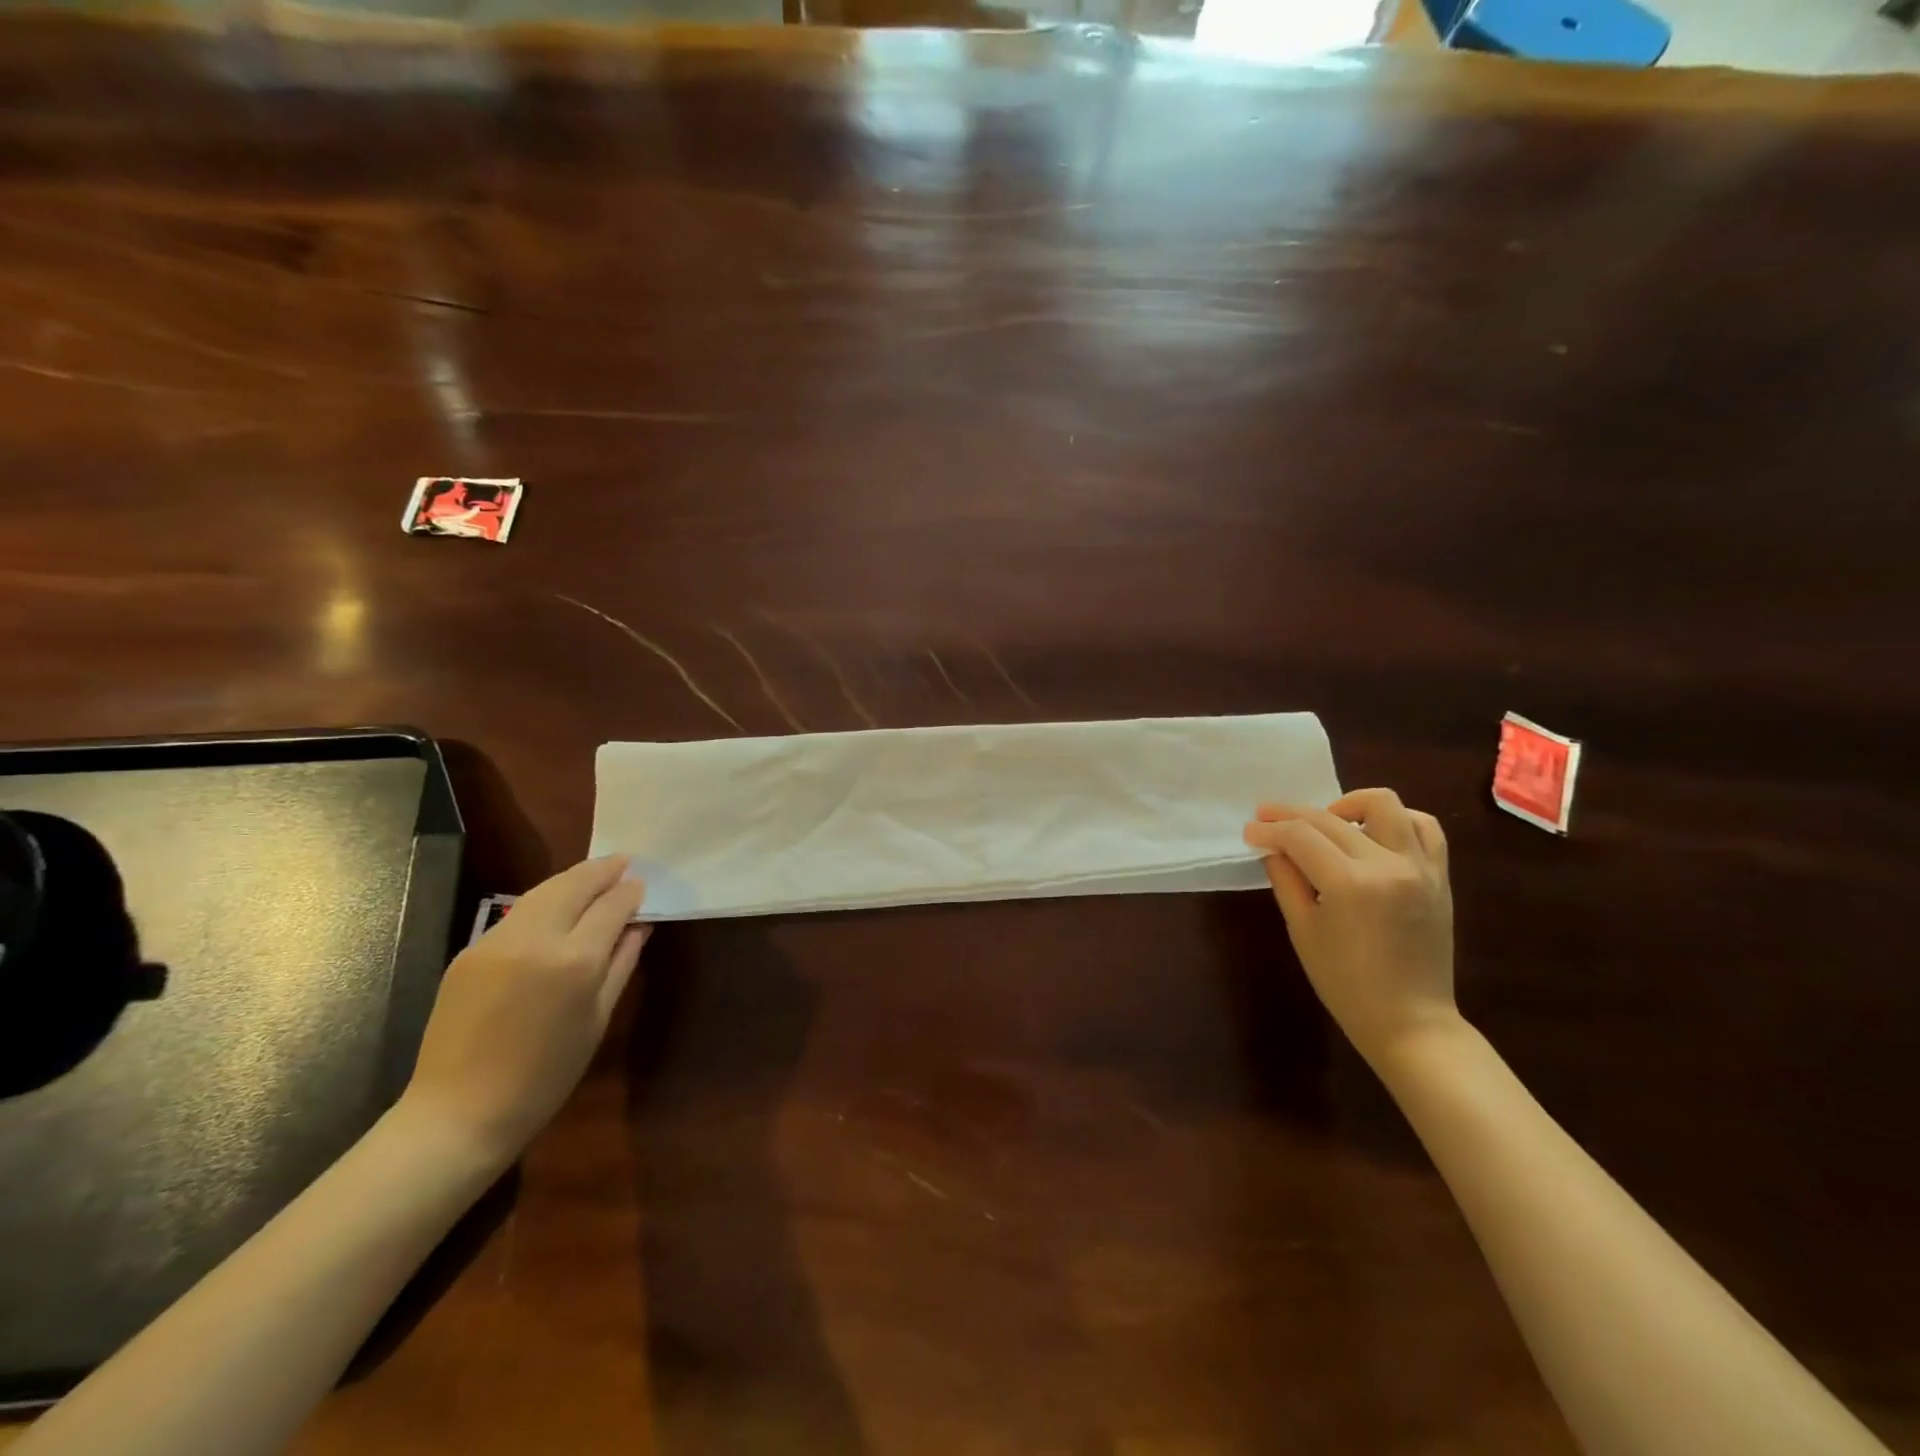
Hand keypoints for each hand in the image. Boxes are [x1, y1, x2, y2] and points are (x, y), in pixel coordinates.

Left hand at [400, 856, 647, 1166]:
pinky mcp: (470, 951)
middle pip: (575, 884)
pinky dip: (544, 901)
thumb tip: (639, 925)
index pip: (611, 906)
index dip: (630, 892)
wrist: (458, 1113)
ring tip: (595, 875)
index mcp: (575, 961)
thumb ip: (621, 963)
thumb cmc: (545, 1076)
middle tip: (623, 862)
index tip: (642, 884)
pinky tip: (557, 907)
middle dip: (602, 870)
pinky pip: (518, 913)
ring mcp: (496, 941)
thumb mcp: (597, 1020)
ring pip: (543, 891)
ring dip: (573, 879)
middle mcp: (536, 939)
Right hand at [1243, 788, 1457, 1062]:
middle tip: (1266, 819)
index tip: (1249, 831)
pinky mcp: (1439, 876)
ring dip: (1347, 804)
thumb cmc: (1345, 983)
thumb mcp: (1302, 930)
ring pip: (1384, 805)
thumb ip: (1286, 880)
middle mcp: (1388, 865)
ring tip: (1328, 822)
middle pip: (1330, 818)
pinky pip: (1424, 827)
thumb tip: (1273, 848)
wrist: (1410, 1021)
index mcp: (1350, 884)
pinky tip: (1372, 832)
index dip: (1269, 829)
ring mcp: (1419, 867)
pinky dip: (1396, 819)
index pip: (1300, 836)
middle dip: (1291, 815)